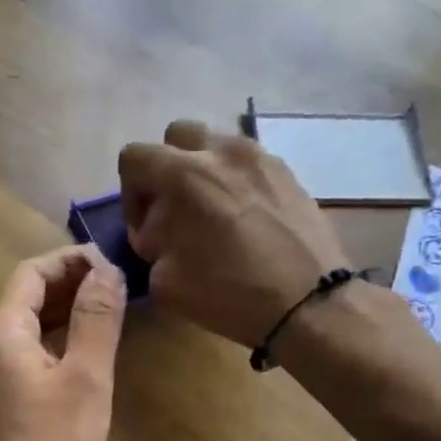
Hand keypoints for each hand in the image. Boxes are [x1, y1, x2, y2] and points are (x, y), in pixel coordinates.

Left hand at [0, 245, 125, 440]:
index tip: (112, 266)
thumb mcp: (86, 379)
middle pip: (25, 298)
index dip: (71, 262)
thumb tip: (106, 270)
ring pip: (24, 327)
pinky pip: (21, 355)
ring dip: (63, 314)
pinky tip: (83, 352)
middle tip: (118, 288)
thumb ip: (97, 319)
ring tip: (108, 313)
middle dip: (70, 286)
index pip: (32, 274)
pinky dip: (52, 343)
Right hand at [119, 120, 348, 348]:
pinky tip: (247, 221)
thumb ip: (151, 246)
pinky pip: (250, 164)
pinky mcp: (290, 174)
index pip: (134, 157)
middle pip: (177, 136)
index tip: (146, 229)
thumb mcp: (165, 282)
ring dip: (204, 172)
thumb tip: (159, 232)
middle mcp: (223, 152)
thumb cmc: (230, 294)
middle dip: (167, 168)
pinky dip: (238, 182)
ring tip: (213, 214)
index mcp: (185, 175)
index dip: (130, 193)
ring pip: (217, 146)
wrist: (309, 304)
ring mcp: (262, 158)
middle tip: (175, 210)